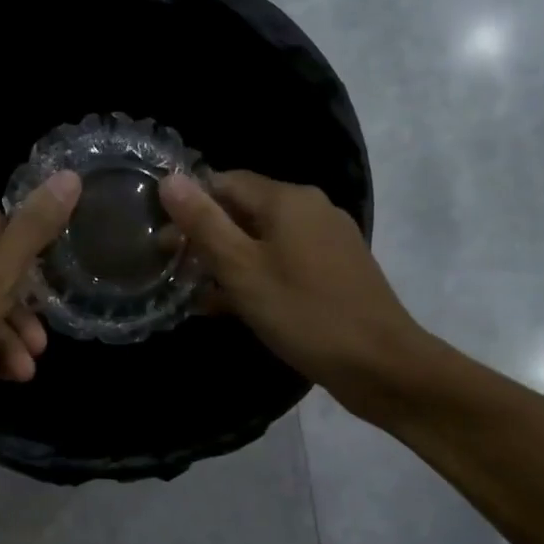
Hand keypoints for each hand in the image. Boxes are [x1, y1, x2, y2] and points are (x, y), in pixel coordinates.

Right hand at [159, 170, 430, 413]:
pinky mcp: (336, 270)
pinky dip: (256, 276)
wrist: (380, 364)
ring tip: (197, 293)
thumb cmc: (303, 313)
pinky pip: (285, 261)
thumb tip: (169, 179)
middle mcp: (311, 208)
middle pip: (245, 210)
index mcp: (288, 199)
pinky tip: (235, 307)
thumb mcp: (241, 269)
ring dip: (228, 262)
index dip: (190, 206)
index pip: (224, 182)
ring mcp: (328, 240)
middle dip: (207, 237)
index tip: (163, 241)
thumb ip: (204, 223)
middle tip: (174, 270)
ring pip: (264, 240)